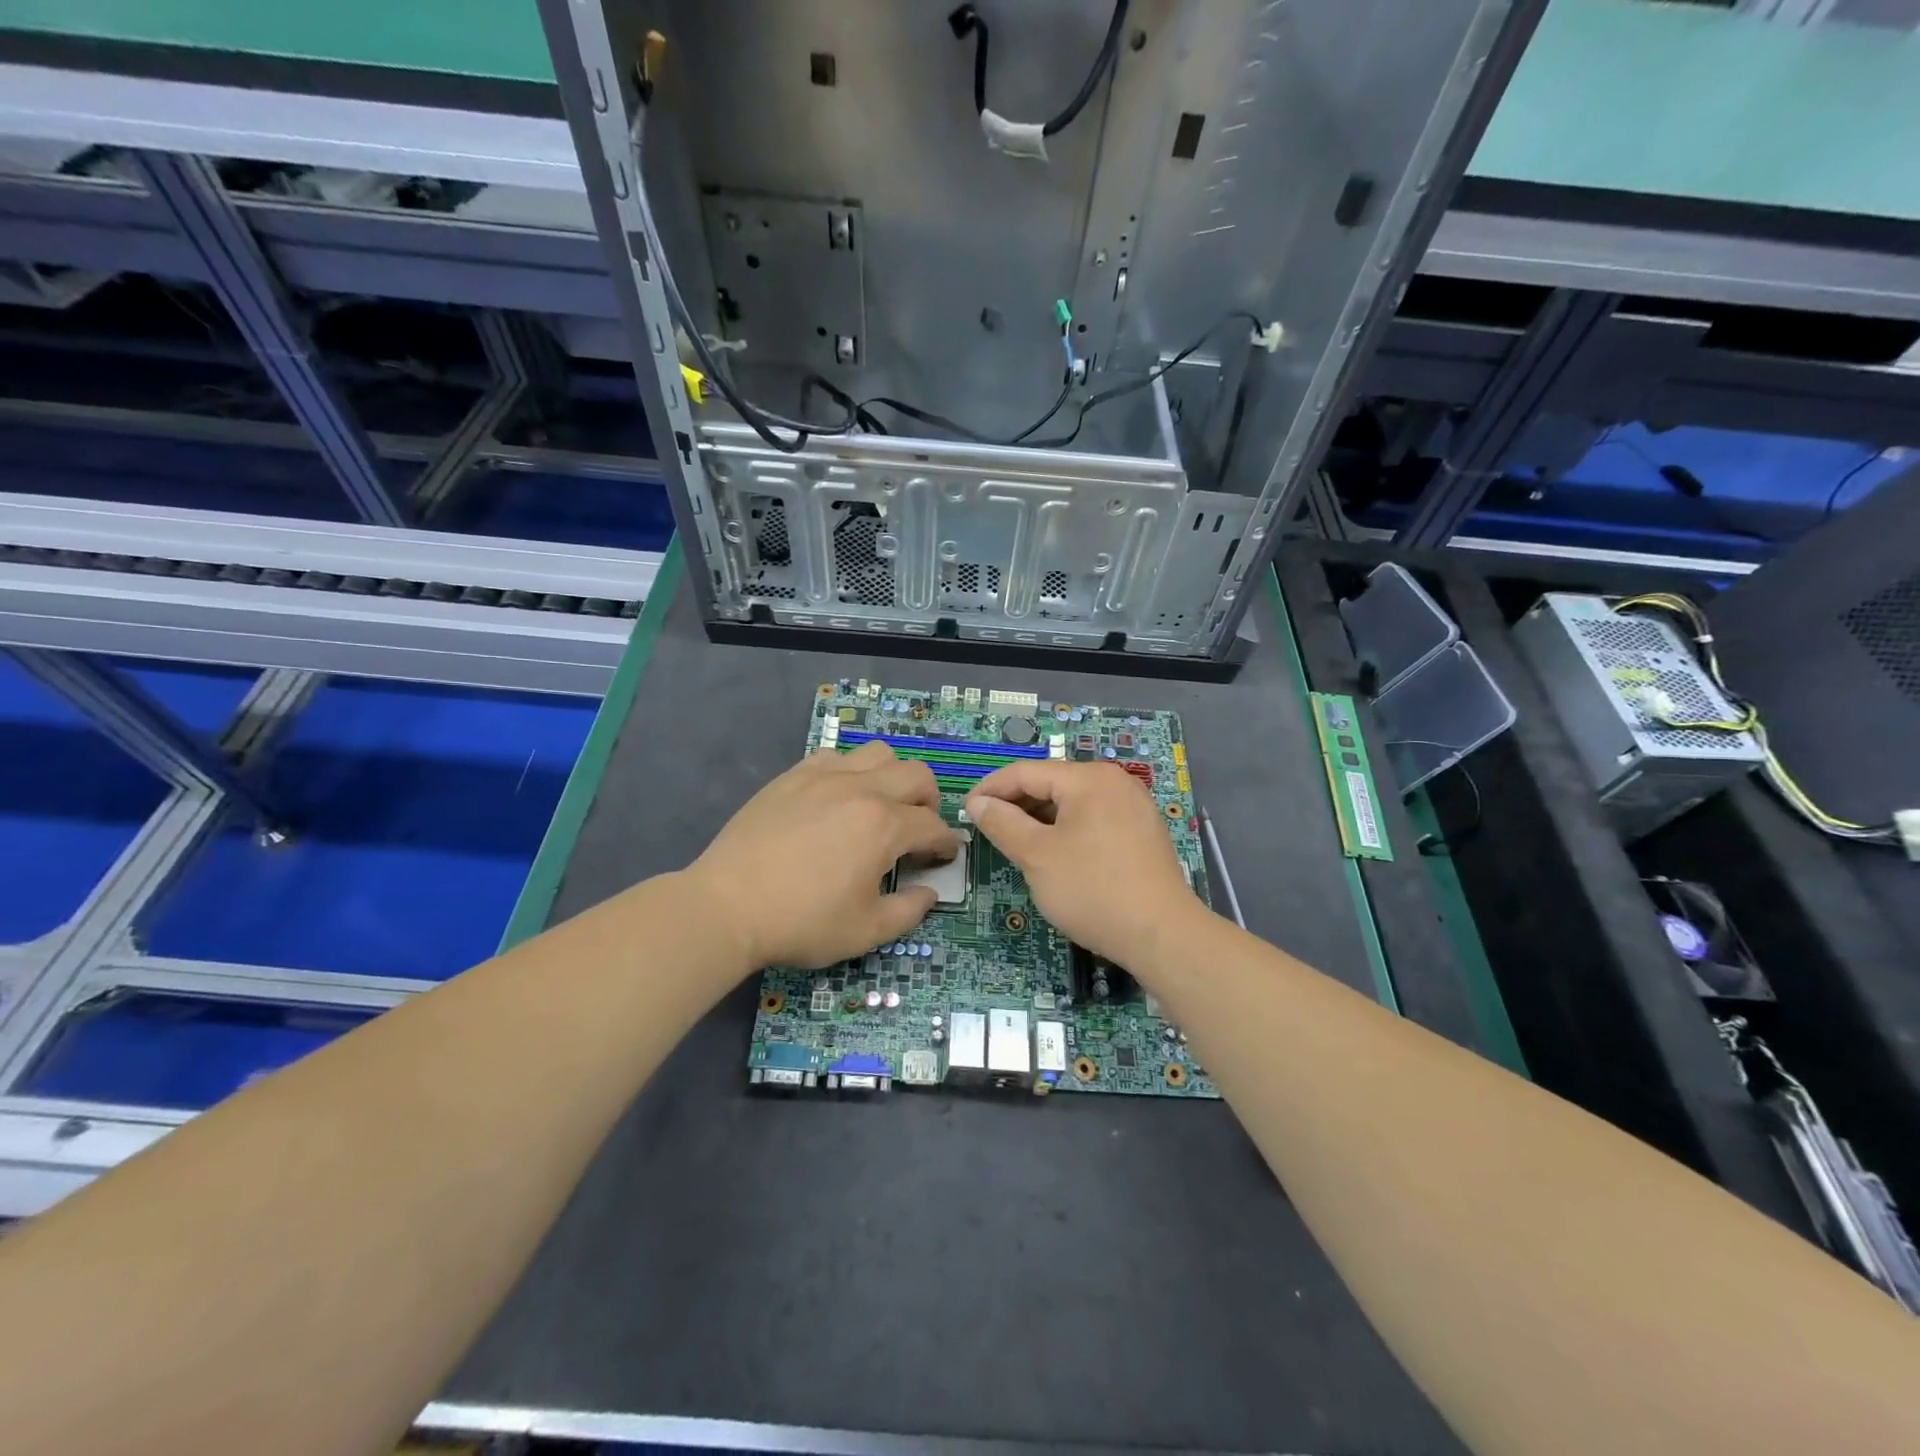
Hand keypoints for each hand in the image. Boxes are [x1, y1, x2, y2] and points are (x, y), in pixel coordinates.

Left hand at [685, 741, 961, 970]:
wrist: (726, 906)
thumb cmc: (801, 922)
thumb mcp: (866, 931)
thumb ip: (909, 911)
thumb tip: (928, 892)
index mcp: (885, 825)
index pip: (933, 826)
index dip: (945, 844)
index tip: (943, 858)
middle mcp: (862, 789)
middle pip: (917, 775)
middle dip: (929, 802)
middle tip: (917, 830)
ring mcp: (824, 776)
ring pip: (878, 754)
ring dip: (892, 777)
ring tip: (880, 806)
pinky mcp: (793, 776)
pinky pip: (836, 757)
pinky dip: (850, 772)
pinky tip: (837, 798)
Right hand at [964, 760, 1202, 966]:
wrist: (1162, 935)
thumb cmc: (1092, 889)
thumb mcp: (1036, 856)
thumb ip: (1002, 823)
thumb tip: (977, 802)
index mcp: (1089, 778)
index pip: (1027, 772)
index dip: (991, 789)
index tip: (965, 811)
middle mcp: (1115, 782)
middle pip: (1052, 783)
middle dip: (1016, 805)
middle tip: (987, 831)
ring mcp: (1133, 807)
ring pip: (1072, 804)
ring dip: (1039, 819)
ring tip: (1015, 844)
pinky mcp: (1142, 833)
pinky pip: (1093, 820)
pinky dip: (1066, 831)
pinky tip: (1053, 854)